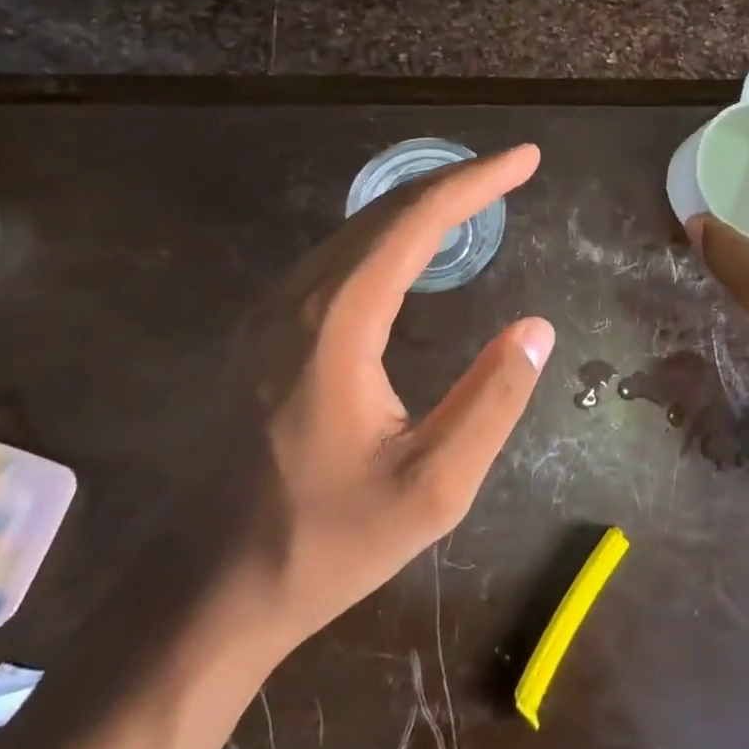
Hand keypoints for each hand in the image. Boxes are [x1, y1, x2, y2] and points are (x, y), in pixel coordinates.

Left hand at [230, 144, 553, 650]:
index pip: (415, 221)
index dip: (476, 182)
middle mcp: (297, 299)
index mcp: (336, 324)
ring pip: (356, 230)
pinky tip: (414, 248)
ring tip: (476, 198)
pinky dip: (388, 235)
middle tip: (512, 171)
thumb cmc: (326, 541)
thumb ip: (492, 401)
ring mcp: (272, 313)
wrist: (211, 589)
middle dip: (454, 183)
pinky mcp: (265, 332)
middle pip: (384, 212)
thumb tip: (537, 328)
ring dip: (420, 206)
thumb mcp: (433, 488)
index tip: (526, 159)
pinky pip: (337, 257)